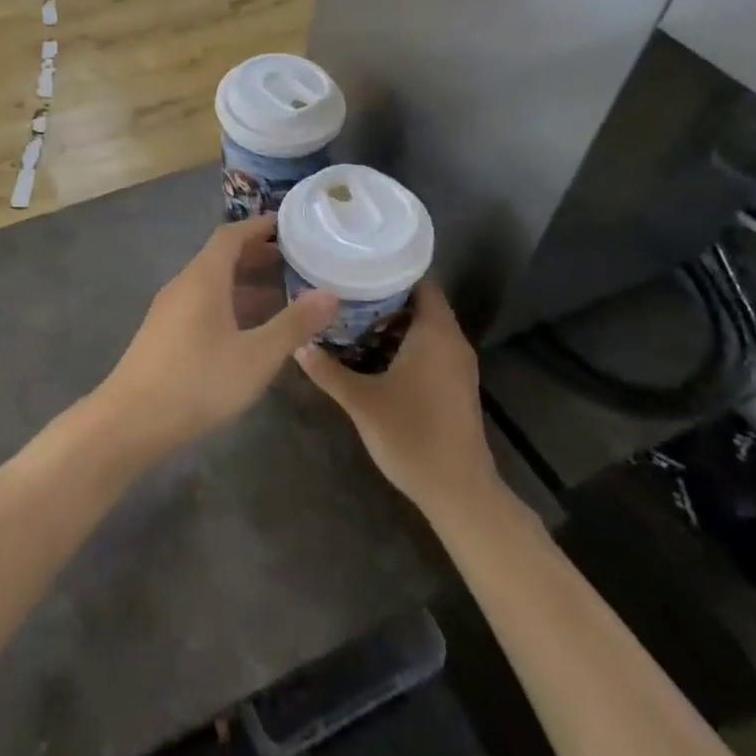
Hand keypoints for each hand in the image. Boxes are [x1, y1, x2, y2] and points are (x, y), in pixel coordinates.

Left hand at [94, 217, 337, 460]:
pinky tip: (250, 329)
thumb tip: (330, 293)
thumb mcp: (256, 355)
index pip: (231, 235)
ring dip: (245, 282)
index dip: (260, 226)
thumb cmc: (198, 381)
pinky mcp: (165, 333)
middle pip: (221, 257)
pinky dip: (230, 303)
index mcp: (203, 278)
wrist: (131, 420)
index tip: (291, 225)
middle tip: (296, 259)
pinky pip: (203, 303)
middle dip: (258, 254)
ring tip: (283, 292)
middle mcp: (184, 284)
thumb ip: (293, 324)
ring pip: (212, 283)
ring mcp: (170, 309)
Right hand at [295, 279, 499, 511]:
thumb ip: (327, 369)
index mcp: (435, 332)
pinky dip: (400, 341)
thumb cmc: (412, 436)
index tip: (355, 263)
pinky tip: (368, 350)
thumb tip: (297, 342)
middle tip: (341, 289)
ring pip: (421, 325)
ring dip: (388, 320)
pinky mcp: (453, 383)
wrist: (458, 492)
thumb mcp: (361, 401)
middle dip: (380, 294)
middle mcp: (451, 340)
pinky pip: (426, 346)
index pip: (418, 280)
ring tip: (347, 315)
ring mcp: (455, 364)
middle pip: (418, 301)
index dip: (388, 267)